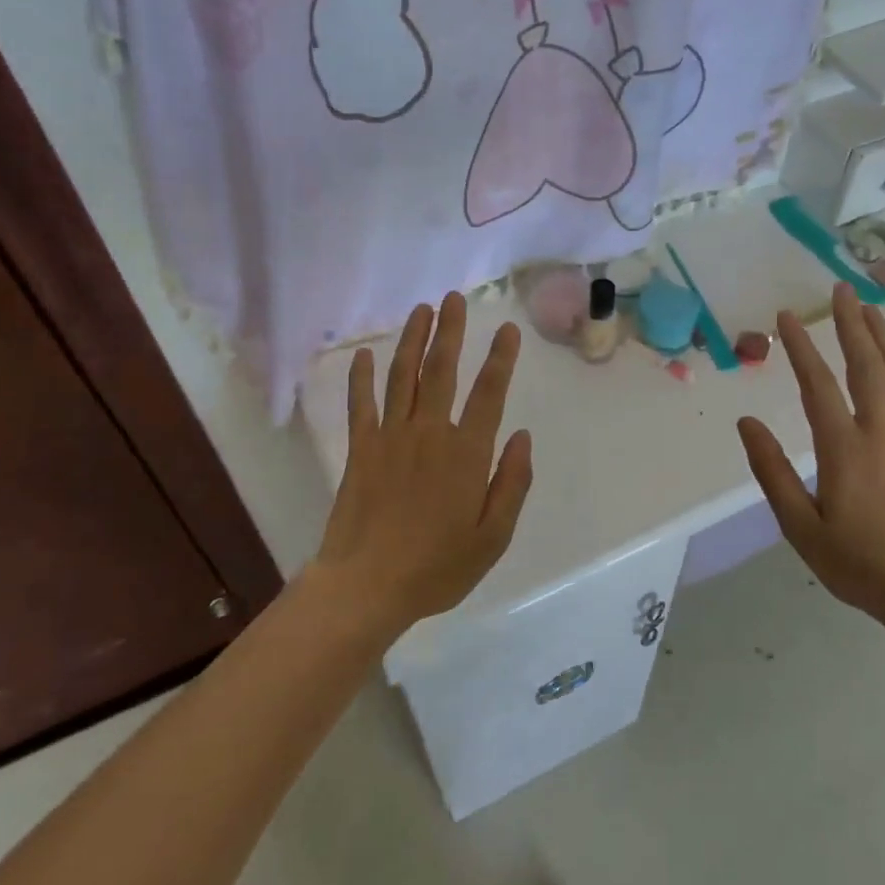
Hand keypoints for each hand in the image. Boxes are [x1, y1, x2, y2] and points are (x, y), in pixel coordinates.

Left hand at [312, 293, 533, 638]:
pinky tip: (365, 354)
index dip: (500, 359)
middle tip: (454, 298)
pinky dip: (362, 377)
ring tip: (421, 310)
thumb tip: (523, 436)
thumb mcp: (493, 537)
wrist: (367, 586)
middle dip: (450, 331)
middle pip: (441, 371)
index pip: (489, 394)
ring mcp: (391, 437)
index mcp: (466, 454)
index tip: (507, 329)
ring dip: (413, 340)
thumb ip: (512, 483)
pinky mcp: (361, 449)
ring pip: (403, 376)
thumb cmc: (437, 567)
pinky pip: (361, 404)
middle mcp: (429, 433)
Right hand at [737, 283, 884, 635]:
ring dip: (883, 338)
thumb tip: (746, 424)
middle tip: (841, 290)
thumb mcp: (801, 528)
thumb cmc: (860, 564)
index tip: (787, 316)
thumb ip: (772, 472)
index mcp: (844, 449)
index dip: (801, 347)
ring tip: (870, 308)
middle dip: (851, 324)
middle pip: (867, 366)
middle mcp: (882, 433)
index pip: (818, 385)